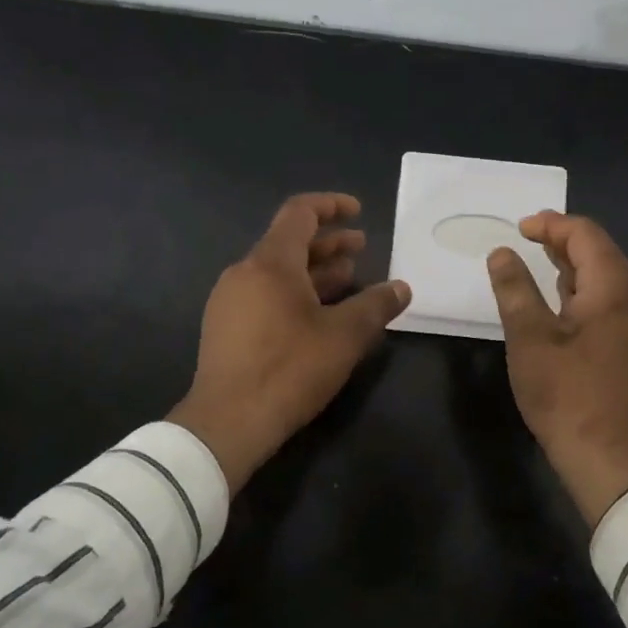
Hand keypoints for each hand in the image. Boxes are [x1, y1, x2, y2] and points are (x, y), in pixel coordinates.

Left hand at [168, 193, 411, 491]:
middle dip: (329, 243)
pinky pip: (265, 294)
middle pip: (289, 243)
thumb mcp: (344, 336)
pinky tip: (319, 315)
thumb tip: (402, 287)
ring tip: (348, 278)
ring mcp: (230, 301)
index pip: (300, 213)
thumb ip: (376, 306)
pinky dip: (296, 293)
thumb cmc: (289, 369)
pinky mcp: (226, 328)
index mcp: (270, 263)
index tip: (358, 211)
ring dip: (315, 271)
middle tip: (362, 247)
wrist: (227, 422)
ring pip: (278, 272)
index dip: (331, 205)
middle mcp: (245, 272)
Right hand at [487, 212, 627, 524]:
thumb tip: (502, 252)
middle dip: (563, 241)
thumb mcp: (529, 337)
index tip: (519, 229)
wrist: (611, 460)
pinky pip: (612, 303)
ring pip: (608, 279)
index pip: (587, 235)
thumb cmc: (566, 394)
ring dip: (574, 267)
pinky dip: (585, 292)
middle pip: (602, 253)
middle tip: (526, 240)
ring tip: (538, 264)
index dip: (552, 224)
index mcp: (616, 289)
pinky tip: (562, 304)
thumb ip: (515, 288)